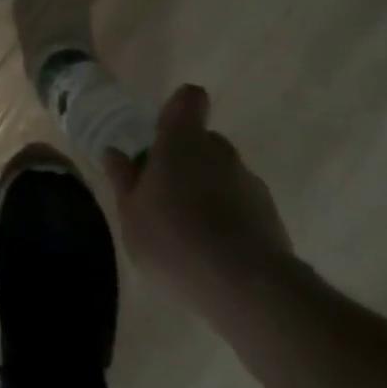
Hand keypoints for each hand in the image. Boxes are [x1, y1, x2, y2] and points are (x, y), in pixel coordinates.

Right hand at [104, 85, 294, 316]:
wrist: (246, 288)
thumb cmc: (174, 238)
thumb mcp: (130, 213)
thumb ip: (123, 179)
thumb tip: (114, 153)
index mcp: (181, 139)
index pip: (189, 99)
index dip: (179, 108)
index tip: (165, 131)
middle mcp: (219, 151)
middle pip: (205, 140)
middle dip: (189, 158)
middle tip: (169, 191)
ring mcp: (250, 183)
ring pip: (225, 175)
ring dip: (211, 191)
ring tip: (194, 231)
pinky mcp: (273, 218)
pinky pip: (245, 207)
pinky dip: (232, 220)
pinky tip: (217, 254)